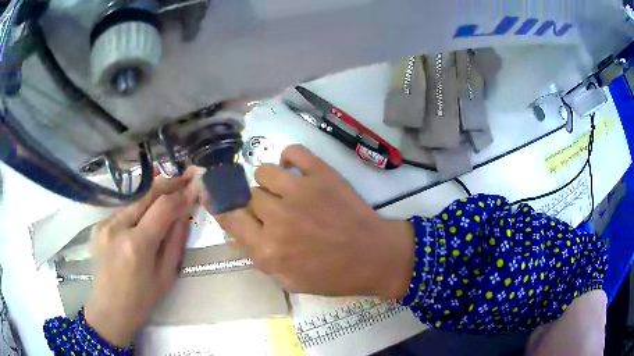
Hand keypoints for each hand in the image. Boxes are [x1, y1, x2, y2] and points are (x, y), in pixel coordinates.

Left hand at [84, 168, 198, 346]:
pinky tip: (144, 218)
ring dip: (152, 198)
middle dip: (168, 185)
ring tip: (168, 195)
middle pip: (146, 196)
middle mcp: (117, 227)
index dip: (180, 194)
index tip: (194, 186)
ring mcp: (105, 224)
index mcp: (137, 245)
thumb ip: (175, 242)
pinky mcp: (99, 225)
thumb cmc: (141, 299)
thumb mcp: (166, 276)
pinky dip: (137, 210)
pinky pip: (123, 212)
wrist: (109, 309)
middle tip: (184, 177)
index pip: (162, 207)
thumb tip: (184, 213)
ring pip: (134, 202)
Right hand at [208, 145, 414, 298]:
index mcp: (268, 249)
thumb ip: (260, 257)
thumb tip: (241, 231)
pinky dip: (290, 157)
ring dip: (269, 182)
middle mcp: (277, 218)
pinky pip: (293, 152)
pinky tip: (294, 169)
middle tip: (273, 211)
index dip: (224, 208)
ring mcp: (299, 192)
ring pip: (263, 172)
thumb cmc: (333, 275)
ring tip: (283, 190)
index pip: (230, 218)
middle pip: (248, 196)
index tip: (225, 203)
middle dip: (257, 204)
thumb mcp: (289, 281)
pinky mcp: (321, 175)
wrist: (374, 257)